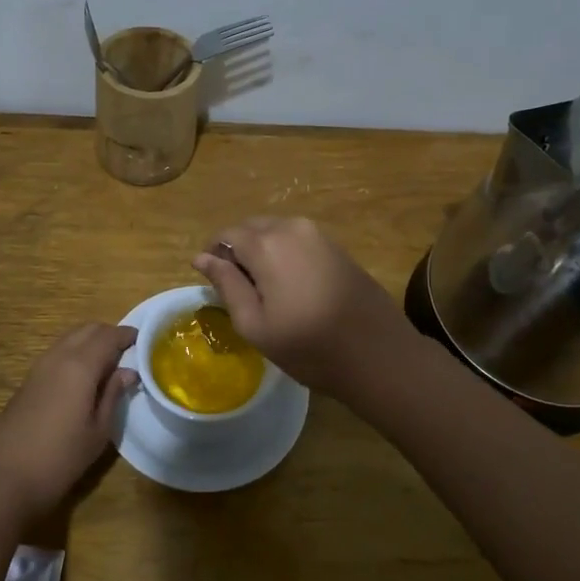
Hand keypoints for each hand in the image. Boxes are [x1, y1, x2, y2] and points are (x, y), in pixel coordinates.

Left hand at [0, 323, 136, 522]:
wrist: (2, 478)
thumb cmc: (60, 458)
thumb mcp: (98, 431)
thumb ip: (113, 395)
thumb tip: (128, 371)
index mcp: (80, 365)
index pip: (109, 336)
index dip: (128, 335)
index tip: (144, 341)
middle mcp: (58, 356)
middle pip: (87, 330)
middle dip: (109, 334)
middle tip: (128, 352)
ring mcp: (39, 367)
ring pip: (70, 339)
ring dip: (90, 343)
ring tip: (108, 365)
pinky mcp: (28, 380)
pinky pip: (58, 353)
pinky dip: (75, 353)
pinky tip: (83, 378)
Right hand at [193, 217, 412, 398]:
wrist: (378, 353)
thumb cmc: (308, 346)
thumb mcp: (255, 323)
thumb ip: (226, 284)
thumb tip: (201, 258)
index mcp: (265, 244)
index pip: (226, 235)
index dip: (214, 255)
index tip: (213, 282)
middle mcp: (290, 227)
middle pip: (251, 228)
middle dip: (238, 250)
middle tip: (238, 289)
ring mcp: (318, 234)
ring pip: (275, 231)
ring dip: (261, 251)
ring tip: (264, 290)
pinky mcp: (336, 245)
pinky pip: (297, 239)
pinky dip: (284, 254)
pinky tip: (290, 286)